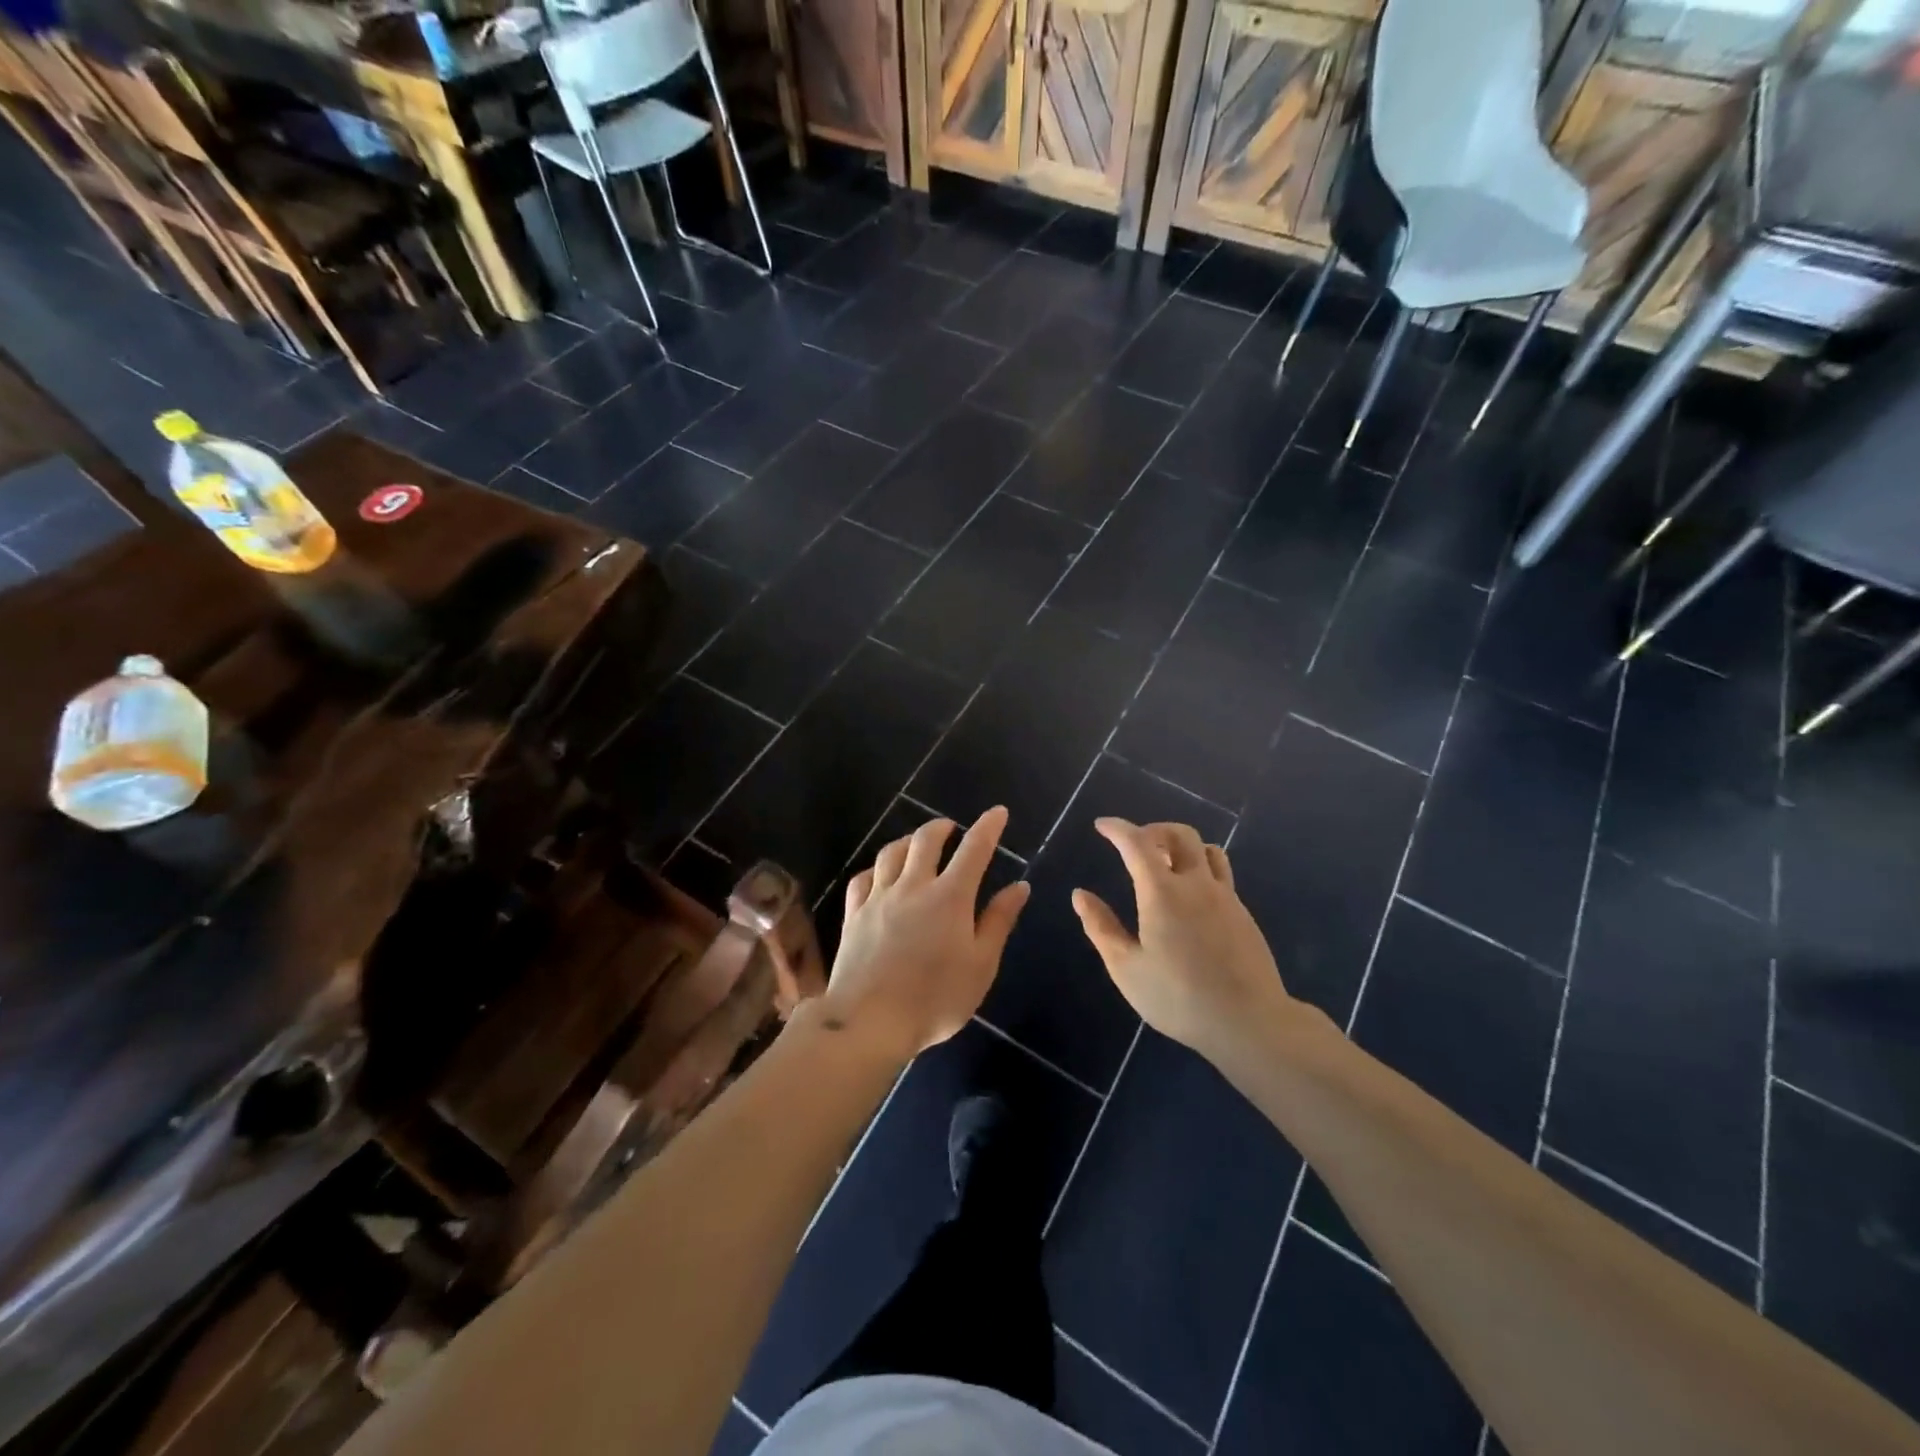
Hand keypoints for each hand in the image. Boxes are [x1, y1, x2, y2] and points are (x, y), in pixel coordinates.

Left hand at [820, 806, 1030, 1062]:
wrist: (870, 1021)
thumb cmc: (936, 999)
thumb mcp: (981, 965)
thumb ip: (998, 921)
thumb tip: (1019, 886)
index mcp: (950, 897)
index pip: (974, 850)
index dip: (988, 827)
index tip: (997, 812)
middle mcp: (913, 886)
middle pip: (925, 840)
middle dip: (941, 827)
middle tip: (951, 828)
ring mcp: (879, 898)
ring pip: (891, 852)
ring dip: (908, 840)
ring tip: (916, 843)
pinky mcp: (854, 914)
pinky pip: (863, 878)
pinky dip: (876, 868)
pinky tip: (879, 874)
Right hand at [1072, 819, 1293, 1060]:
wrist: (1249, 1022)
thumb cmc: (1178, 998)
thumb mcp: (1126, 968)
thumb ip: (1101, 927)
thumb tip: (1080, 895)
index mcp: (1162, 893)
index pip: (1137, 843)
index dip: (1117, 829)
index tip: (1102, 825)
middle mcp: (1196, 884)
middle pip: (1179, 834)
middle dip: (1153, 830)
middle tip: (1134, 845)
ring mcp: (1225, 897)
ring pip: (1206, 849)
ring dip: (1182, 846)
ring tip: (1164, 864)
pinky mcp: (1242, 914)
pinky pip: (1220, 874)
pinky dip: (1199, 869)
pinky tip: (1190, 897)